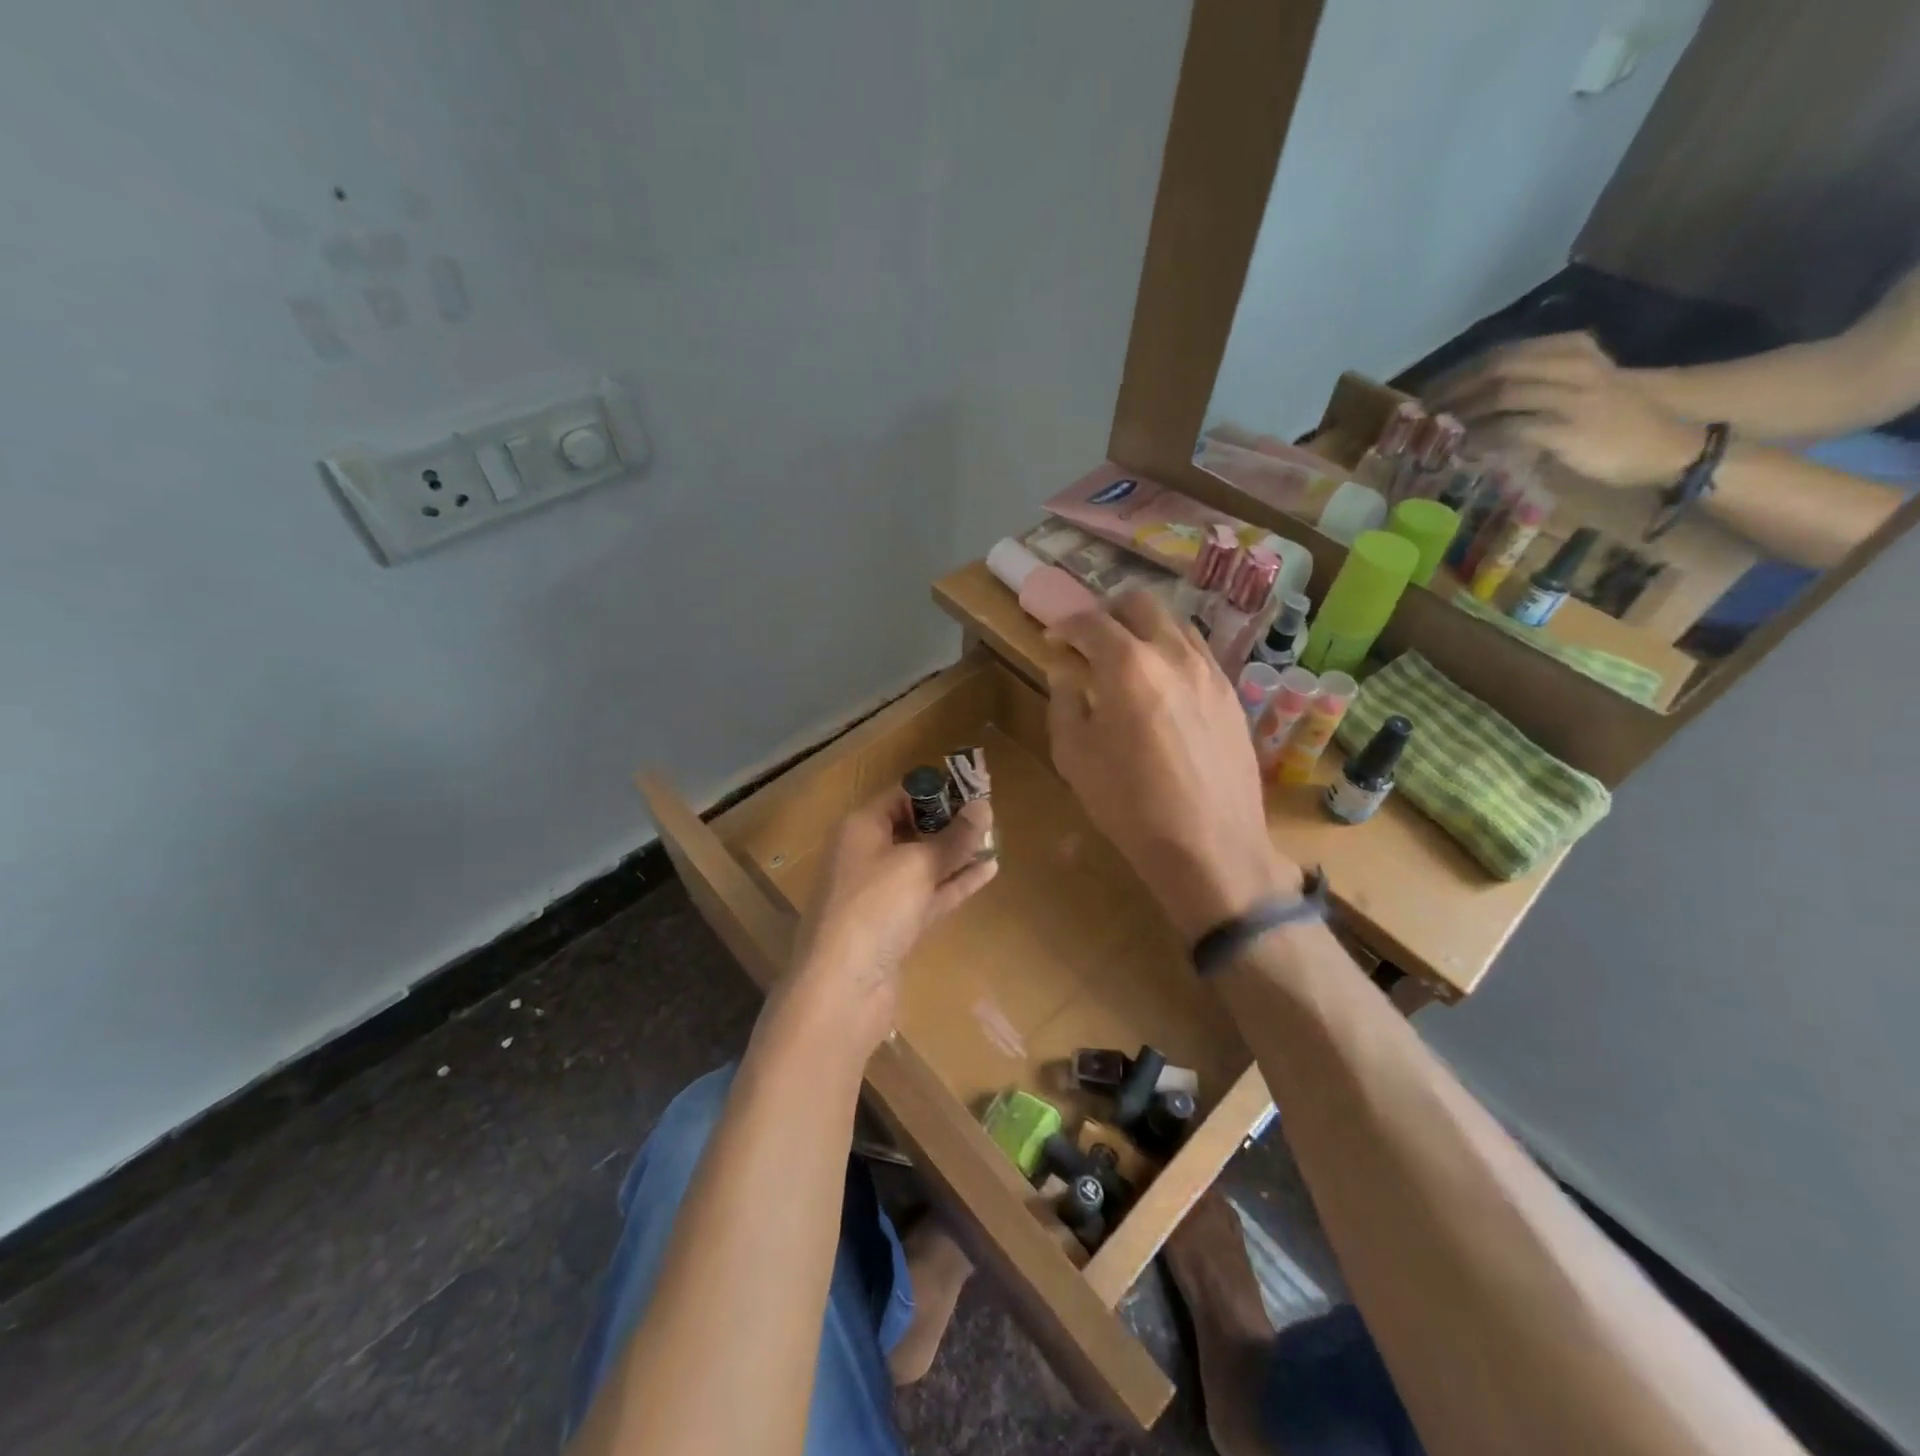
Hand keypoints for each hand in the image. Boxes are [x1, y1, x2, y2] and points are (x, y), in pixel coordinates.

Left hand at [781, 788, 996, 1050]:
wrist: (841, 990)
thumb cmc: (874, 909)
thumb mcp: (917, 865)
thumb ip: (954, 837)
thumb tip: (984, 806)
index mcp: (860, 828)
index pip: (901, 794)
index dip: (939, 790)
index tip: (977, 787)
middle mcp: (866, 855)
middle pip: (912, 828)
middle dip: (950, 822)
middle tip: (992, 816)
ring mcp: (879, 893)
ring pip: (923, 864)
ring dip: (957, 853)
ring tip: (996, 840)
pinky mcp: (893, 925)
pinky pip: (928, 894)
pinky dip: (954, 883)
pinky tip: (988, 871)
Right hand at [1045, 593, 1298, 942]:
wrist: (1210, 846)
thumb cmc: (1128, 804)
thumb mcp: (1074, 755)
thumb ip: (1065, 701)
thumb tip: (1067, 672)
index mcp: (1127, 665)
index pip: (1090, 621)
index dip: (1064, 625)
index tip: (1053, 640)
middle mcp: (1173, 654)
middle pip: (1139, 603)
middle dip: (1108, 613)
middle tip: (1090, 641)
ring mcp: (1210, 671)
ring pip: (1174, 623)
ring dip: (1144, 630)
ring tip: (1128, 663)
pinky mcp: (1232, 695)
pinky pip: (1198, 654)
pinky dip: (1172, 655)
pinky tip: (1162, 690)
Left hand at [1431, 332, 1704, 487]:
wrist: (1667, 442)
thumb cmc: (1610, 420)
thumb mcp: (1570, 389)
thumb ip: (1525, 390)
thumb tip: (1464, 406)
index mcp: (1569, 348)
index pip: (1500, 353)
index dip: (1458, 373)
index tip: (1428, 393)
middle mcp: (1571, 364)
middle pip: (1496, 368)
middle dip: (1453, 390)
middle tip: (1423, 412)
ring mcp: (1572, 395)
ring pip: (1501, 395)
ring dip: (1462, 414)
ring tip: (1437, 432)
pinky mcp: (1569, 428)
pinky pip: (1512, 429)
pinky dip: (1480, 439)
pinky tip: (1463, 450)